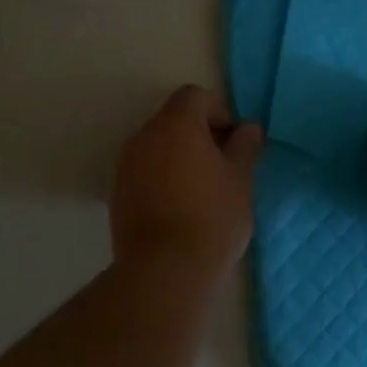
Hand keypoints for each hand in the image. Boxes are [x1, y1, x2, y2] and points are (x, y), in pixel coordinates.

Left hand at [112, 85, 264, 271]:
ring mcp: (126, 165)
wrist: (165, 270)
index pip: (195, 96)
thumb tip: (248, 128)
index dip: (220, 111)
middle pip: (174, 119)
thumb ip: (245, 147)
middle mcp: (144, 136)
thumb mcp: (241, 180)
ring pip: (158, 146)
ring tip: (205, 189)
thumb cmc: (212, 217)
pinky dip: (163, 177)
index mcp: (176, 125)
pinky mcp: (118, 193)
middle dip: (201, 134)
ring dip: (180, 156)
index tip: (235, 141)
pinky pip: (145, 170)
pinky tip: (182, 207)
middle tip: (225, 165)